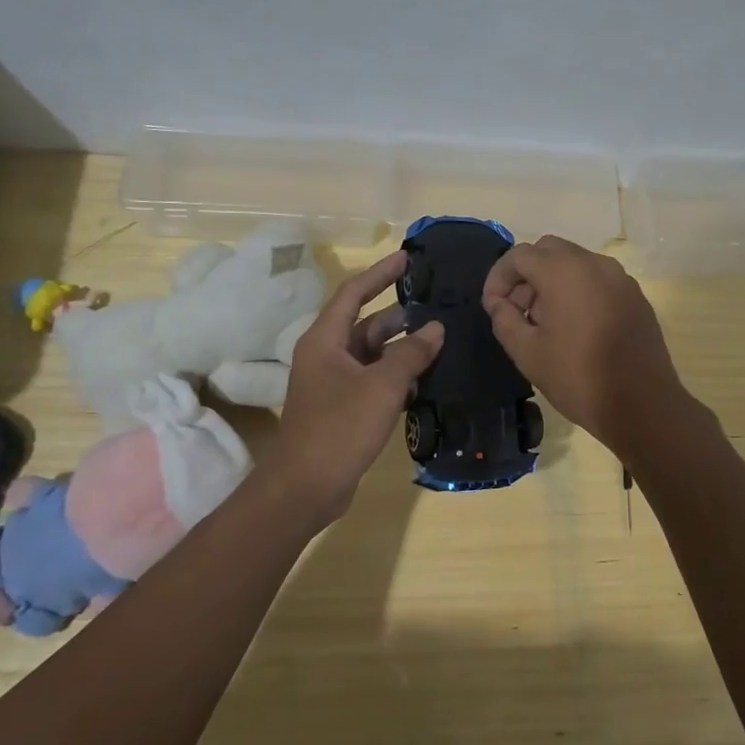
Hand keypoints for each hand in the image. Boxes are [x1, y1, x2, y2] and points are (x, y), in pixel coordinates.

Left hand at [266, 252, 443, 525]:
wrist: (306, 486)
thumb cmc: (340, 427)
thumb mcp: (382, 386)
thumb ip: (411, 353)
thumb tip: (435, 329)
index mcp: (325, 340)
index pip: (353, 293)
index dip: (379, 273)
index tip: (407, 258)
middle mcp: (325, 355)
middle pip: (365, 324)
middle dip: (399, 315)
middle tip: (436, 306)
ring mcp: (332, 384)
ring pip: (371, 354)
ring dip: (401, 348)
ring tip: (439, 343)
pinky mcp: (342, 408)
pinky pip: (372, 380)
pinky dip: (395, 375)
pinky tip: (423, 380)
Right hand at [482, 236, 690, 457]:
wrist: (641, 405)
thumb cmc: (577, 377)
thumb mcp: (527, 352)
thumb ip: (504, 319)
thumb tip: (499, 303)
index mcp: (564, 271)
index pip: (519, 255)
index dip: (498, 277)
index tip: (493, 307)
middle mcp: (594, 263)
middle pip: (548, 251)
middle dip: (526, 275)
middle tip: (517, 311)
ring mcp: (620, 278)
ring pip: (575, 263)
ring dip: (552, 281)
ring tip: (544, 322)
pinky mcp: (635, 296)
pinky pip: (598, 280)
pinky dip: (578, 290)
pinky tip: (575, 328)